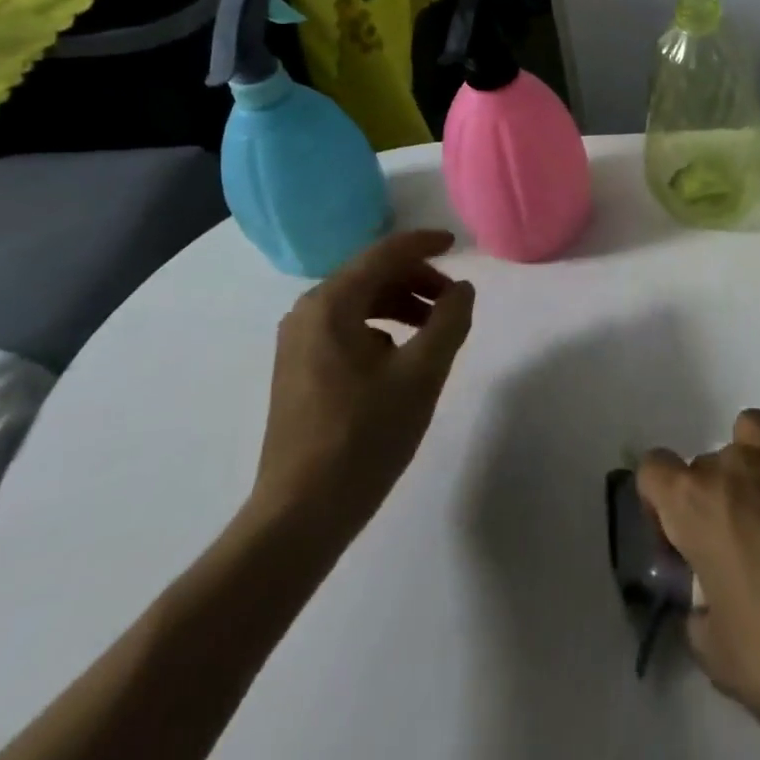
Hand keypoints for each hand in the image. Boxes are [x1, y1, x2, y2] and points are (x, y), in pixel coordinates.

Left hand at [248, 229, 474, 558]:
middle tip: (453, 301)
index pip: (385, 253)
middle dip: (416, 279)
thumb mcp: (421, 374)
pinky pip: (346, 327)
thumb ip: (449, 321)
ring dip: (400, 304)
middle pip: (371, 274)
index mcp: (332, 303)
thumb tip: (462, 289)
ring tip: (434, 329)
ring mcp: (297, 342)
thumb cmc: (364, 436)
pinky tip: (401, 356)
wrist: (299, 516)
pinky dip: (380, 327)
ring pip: (359, 301)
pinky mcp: (297, 369)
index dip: (424, 244)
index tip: (457, 244)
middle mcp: (308, 312)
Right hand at [640, 408, 759, 759]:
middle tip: (741, 550)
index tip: (681, 544)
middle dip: (714, 497)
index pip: (653, 469)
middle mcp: (737, 464)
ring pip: (753, 427)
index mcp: (696, 504)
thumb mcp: (722, 661)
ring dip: (755, 459)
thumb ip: (699, 615)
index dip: (660, 504)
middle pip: (708, 460)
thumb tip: (707, 600)